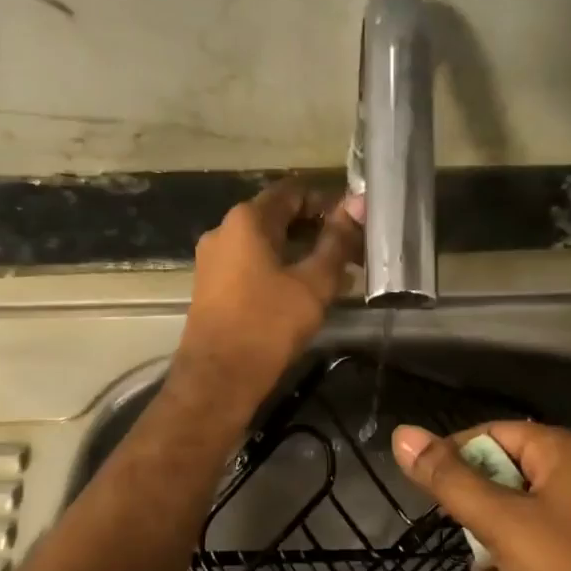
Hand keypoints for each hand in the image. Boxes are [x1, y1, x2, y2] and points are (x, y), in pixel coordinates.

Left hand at [175, 180, 361, 409]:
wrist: (218, 378)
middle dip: (316, 230)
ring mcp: (213, 258)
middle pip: (277, 216)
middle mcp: (224, 230)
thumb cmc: (268, 325)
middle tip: (351, 251)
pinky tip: (306, 291)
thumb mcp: (313, 283)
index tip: (354, 222)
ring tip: (337, 275)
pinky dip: (280, 268)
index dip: (326, 202)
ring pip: (265, 243)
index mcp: (247, 220)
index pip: (293, 192)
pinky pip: (251, 264)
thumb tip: (358, 204)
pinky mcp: (212, 285)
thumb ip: (337, 241)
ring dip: (300, 252)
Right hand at [391, 421, 570, 570]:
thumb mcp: (501, 521)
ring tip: (470, 551)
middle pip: (505, 466)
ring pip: (515, 505)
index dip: (455, 452)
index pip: (495, 431)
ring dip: (486, 525)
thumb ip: (449, 479)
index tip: (423, 484)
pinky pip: (532, 536)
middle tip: (447, 521)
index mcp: (567, 452)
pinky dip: (507, 548)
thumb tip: (402, 434)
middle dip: (471, 494)